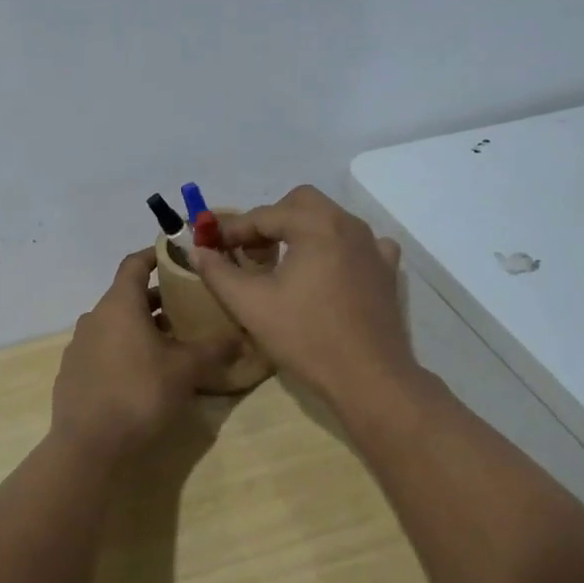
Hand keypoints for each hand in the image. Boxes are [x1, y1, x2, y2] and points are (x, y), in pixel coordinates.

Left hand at [50, 248, 237, 458]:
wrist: (89, 448)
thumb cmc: (140, 394)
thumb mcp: (186, 370)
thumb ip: (214, 349)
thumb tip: (240, 336)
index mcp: (119, 304)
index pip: (134, 263)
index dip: (156, 255)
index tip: (177, 255)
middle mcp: (94, 317)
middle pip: (127, 296)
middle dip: (157, 299)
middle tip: (187, 307)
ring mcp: (79, 346)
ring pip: (114, 324)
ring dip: (141, 327)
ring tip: (170, 343)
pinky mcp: (73, 374)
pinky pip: (103, 349)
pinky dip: (124, 350)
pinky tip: (143, 374)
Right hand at [193, 185, 418, 408]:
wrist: (369, 378)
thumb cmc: (306, 337)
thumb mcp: (251, 305)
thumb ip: (218, 272)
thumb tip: (196, 250)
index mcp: (316, 224)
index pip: (263, 215)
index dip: (232, 229)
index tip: (210, 246)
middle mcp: (348, 224)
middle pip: (300, 203)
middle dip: (270, 221)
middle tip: (250, 253)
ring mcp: (373, 246)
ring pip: (329, 220)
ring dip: (301, 232)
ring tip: (282, 265)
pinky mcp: (387, 269)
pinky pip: (358, 243)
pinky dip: (336, 248)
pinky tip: (328, 272)